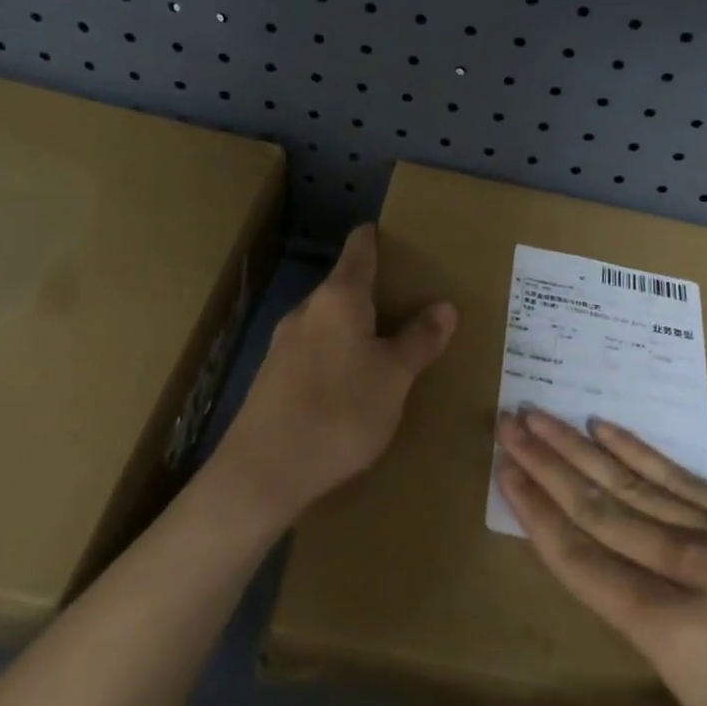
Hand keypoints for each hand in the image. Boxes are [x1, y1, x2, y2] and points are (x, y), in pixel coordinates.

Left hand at [214, 225, 456, 525]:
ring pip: (328, 321)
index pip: (359, 249)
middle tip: (409, 302)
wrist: (262, 472)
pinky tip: (351, 383)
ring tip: (386, 344)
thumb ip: (419, 340)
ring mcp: (284, 343)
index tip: (394, 234)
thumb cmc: (340, 411)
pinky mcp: (272, 376)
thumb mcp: (394, 377)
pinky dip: (337, 353)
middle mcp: (307, 310)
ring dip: (355, 326)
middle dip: (374, 290)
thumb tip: (444, 306)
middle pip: (344, 286)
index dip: (376, 237)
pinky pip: (314, 350)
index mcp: (339, 298)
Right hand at [495, 408, 706, 705]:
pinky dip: (642, 451)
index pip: (585, 561)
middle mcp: (689, 568)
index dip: (538, 515)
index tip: (504, 471)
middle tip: (508, 423)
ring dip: (582, 447)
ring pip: (635, 484)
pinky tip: (612, 429)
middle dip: (548, 465)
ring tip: (543, 414)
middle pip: (601, 508)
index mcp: (675, 631)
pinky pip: (684, 478)